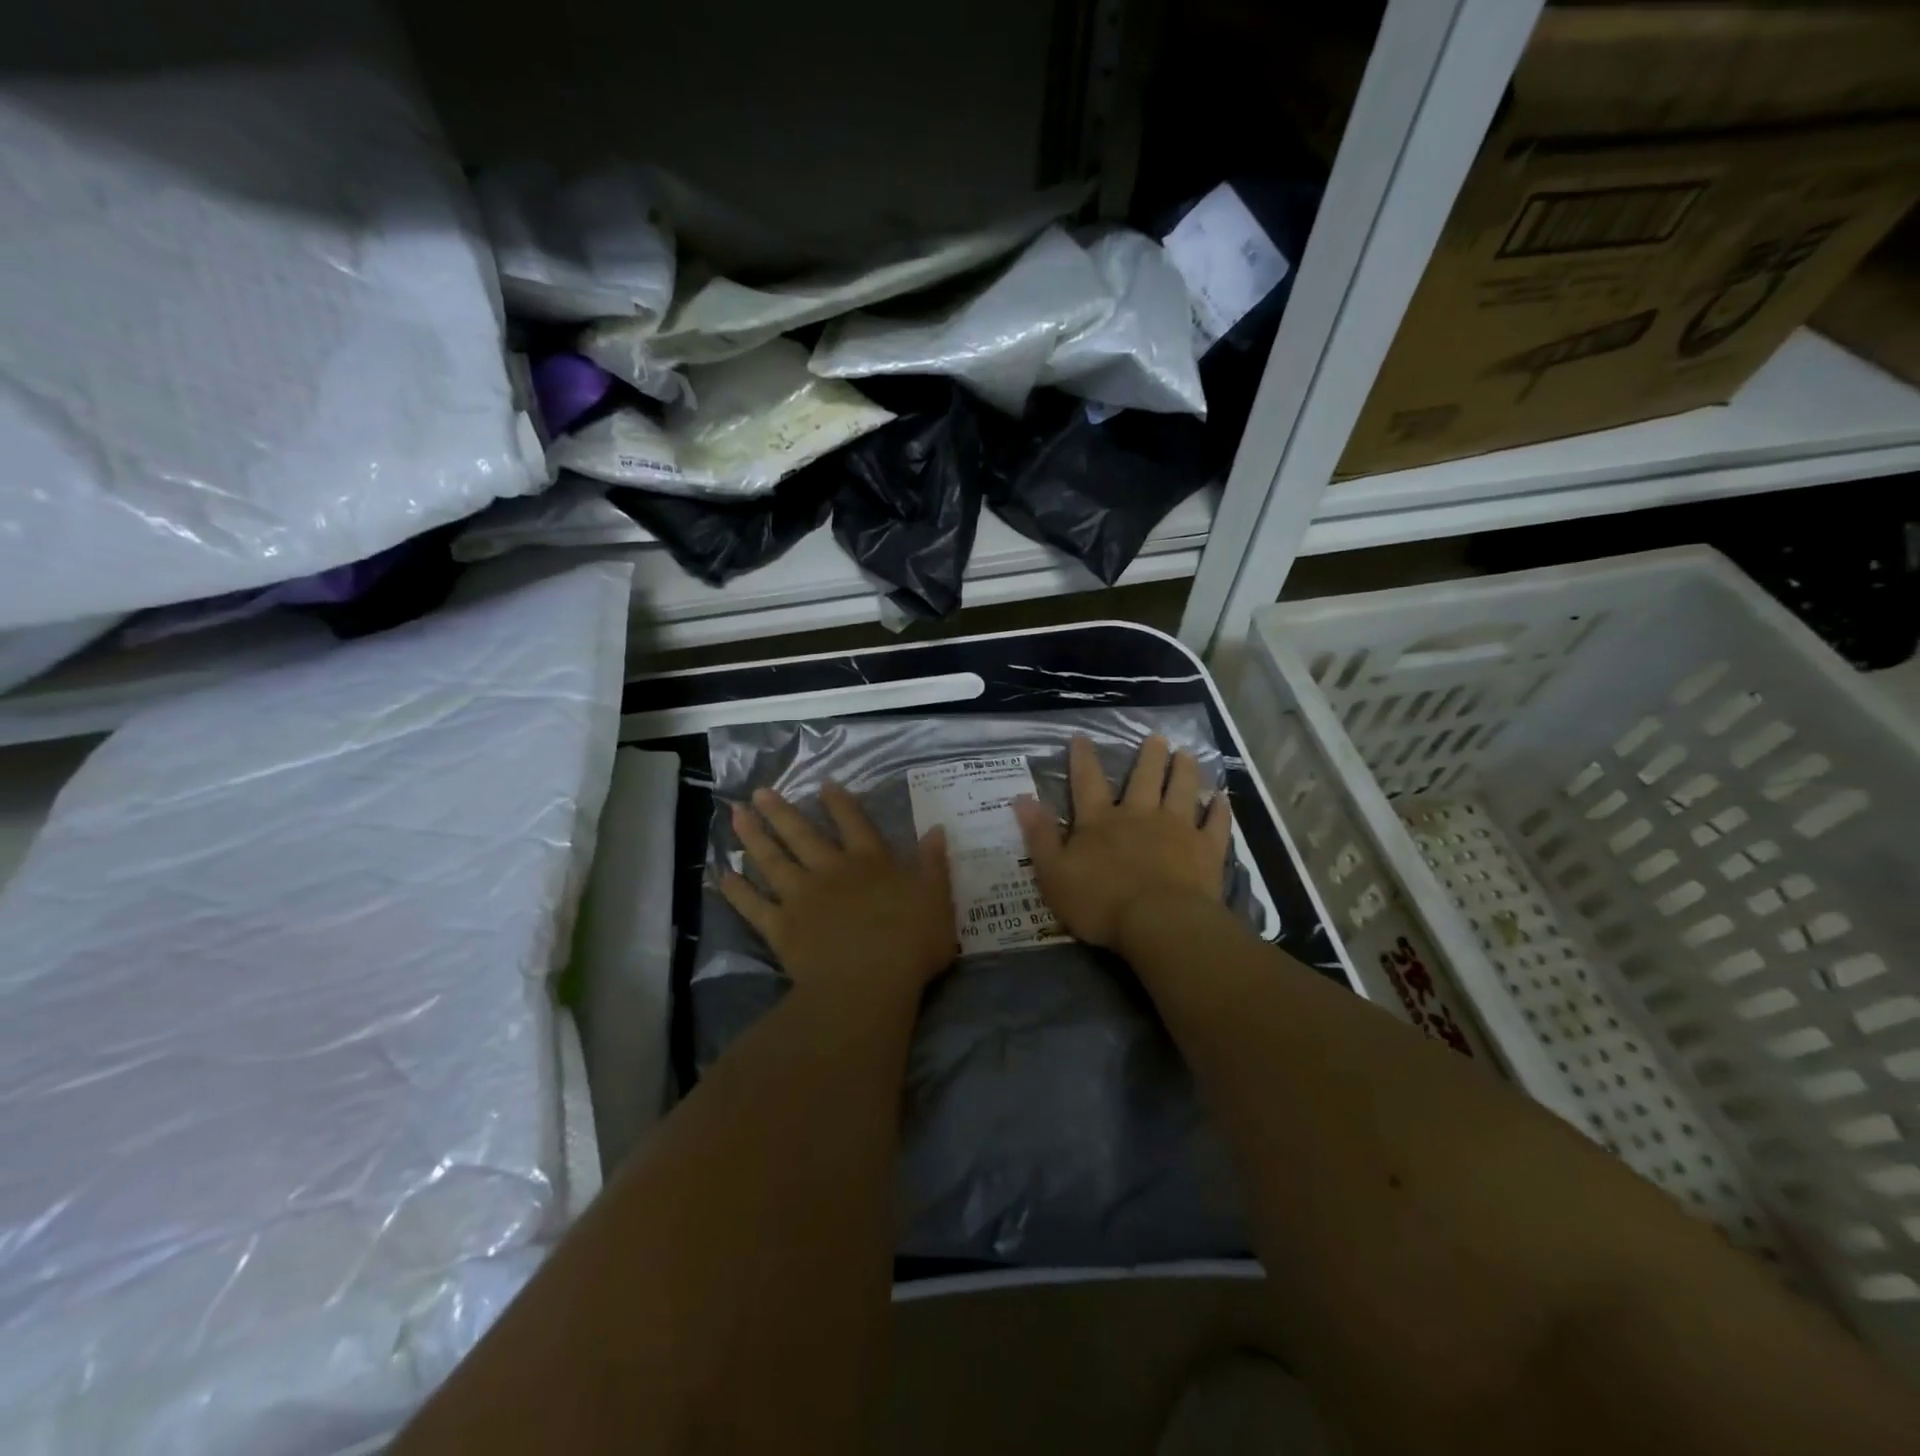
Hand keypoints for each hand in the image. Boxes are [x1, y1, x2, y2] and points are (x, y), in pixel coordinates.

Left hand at [721, 783, 955, 998]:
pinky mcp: (781, 927)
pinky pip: (753, 906)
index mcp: (870, 862)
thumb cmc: (910, 942)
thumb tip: (936, 828)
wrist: (868, 982)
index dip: (839, 802)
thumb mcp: (936, 898)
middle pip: (802, 834)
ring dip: (753, 837)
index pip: (854, 823)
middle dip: (781, 811)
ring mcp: (801, 896)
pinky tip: (723, 876)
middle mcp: (831, 870)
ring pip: (773, 860)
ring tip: (736, 815)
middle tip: (759, 792)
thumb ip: (933, 863)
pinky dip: (737, 891)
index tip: (822, 783)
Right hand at [1013, 735, 1230, 951]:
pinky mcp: (1206, 849)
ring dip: (1184, 770)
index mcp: (1100, 821)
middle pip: (1145, 778)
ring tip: (1187, 753)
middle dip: (1149, 756)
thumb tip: (1021, 798)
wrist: (1159, 923)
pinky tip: (1222, 798)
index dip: (1082, 759)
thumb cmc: (1100, 902)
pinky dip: (1219, 809)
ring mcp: (1177, 829)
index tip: (1081, 737)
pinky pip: (1215, 823)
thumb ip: (1039, 835)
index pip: (1087, 782)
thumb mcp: (1054, 873)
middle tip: (1157, 737)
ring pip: (1182, 790)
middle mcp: (1140, 815)